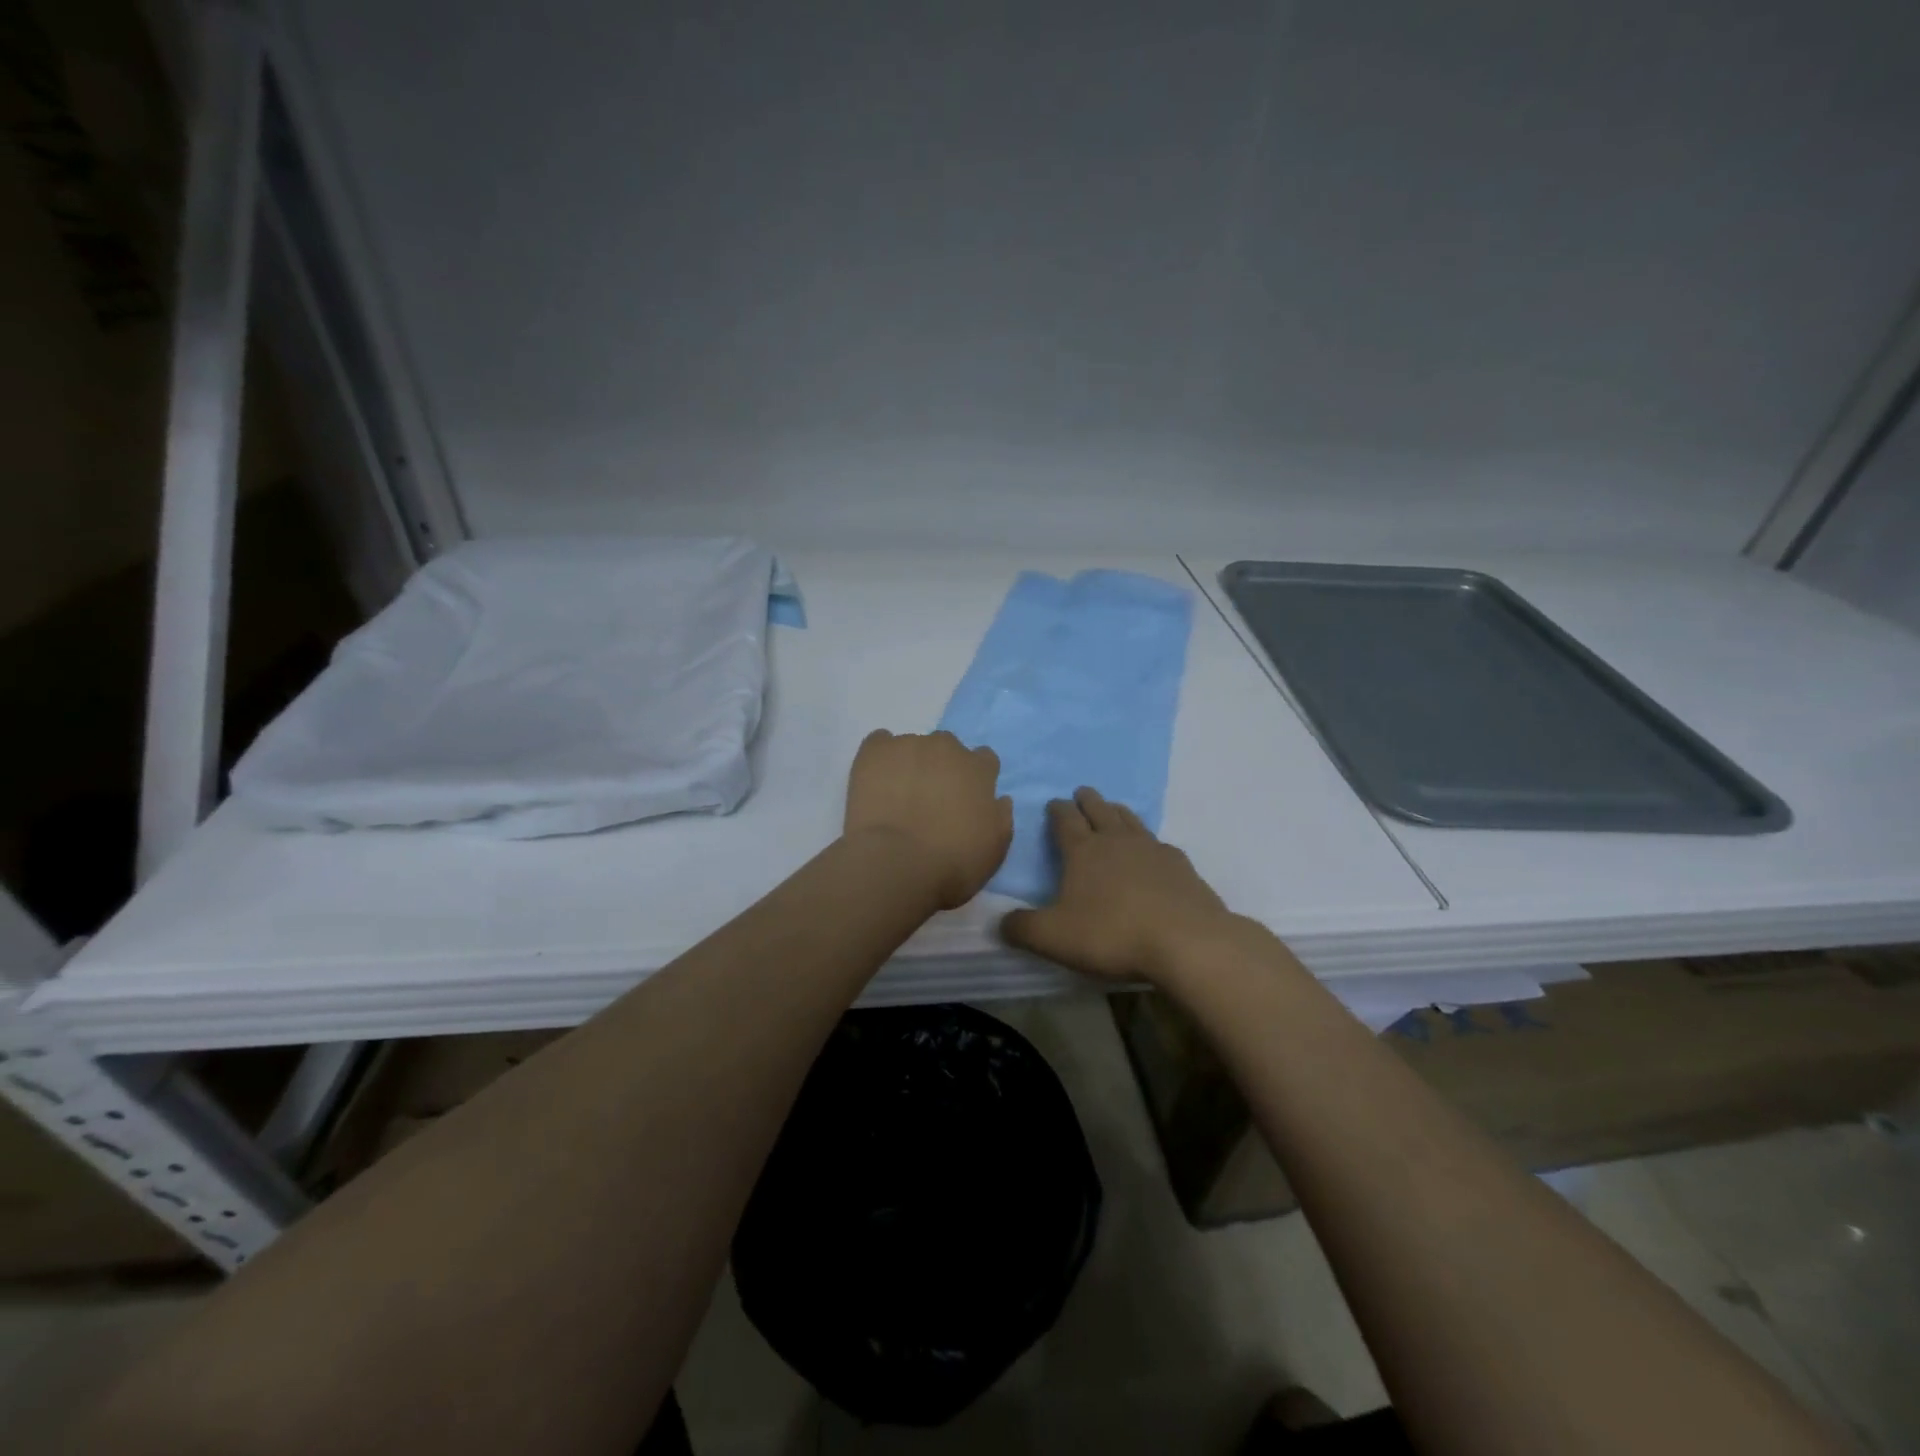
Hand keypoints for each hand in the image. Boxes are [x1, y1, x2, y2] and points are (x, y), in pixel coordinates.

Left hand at [844, 730, 1013, 908]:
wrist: (897, 864)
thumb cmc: (953, 863)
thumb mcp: (994, 849)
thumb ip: (1000, 818)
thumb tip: (999, 800)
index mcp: (979, 769)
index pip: (984, 759)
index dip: (974, 779)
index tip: (965, 800)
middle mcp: (946, 747)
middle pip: (947, 749)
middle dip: (941, 769)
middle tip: (929, 802)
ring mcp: (908, 745)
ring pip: (912, 747)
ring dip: (909, 766)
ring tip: (897, 797)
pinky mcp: (875, 751)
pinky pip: (879, 743)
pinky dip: (879, 759)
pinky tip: (875, 781)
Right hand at [1001, 787, 1239, 982]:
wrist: (1186, 941)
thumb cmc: (1112, 934)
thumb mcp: (1054, 937)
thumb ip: (1023, 928)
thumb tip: (1001, 922)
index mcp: (1083, 851)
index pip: (1065, 820)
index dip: (1057, 810)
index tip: (1053, 803)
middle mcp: (1116, 841)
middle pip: (1099, 810)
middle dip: (1087, 800)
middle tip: (1082, 792)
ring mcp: (1152, 849)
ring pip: (1131, 820)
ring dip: (1118, 811)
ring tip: (1113, 809)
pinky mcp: (1181, 866)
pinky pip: (1160, 844)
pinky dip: (1149, 842)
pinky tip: (1153, 851)